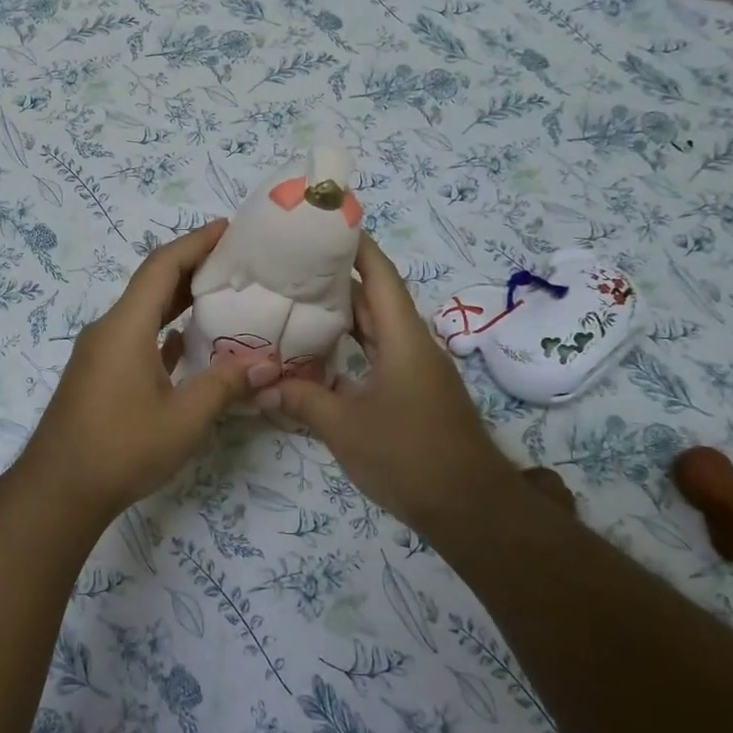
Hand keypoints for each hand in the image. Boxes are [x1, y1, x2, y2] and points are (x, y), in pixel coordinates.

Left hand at [11, 221, 276, 518]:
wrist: (59, 490)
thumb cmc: (121, 449)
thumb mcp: (184, 419)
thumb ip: (225, 385)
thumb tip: (267, 364)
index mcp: (125, 327)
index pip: (162, 267)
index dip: (195, 243)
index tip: (228, 228)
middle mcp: (109, 330)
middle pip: (152, 284)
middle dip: (192, 267)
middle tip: (236, 261)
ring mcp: (101, 353)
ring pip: (144, 312)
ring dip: (179, 300)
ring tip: (221, 295)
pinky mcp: (100, 375)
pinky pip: (136, 338)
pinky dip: (164, 331)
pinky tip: (188, 341)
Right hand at [257, 233, 521, 526]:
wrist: (469, 507)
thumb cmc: (408, 456)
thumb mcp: (345, 428)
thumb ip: (303, 401)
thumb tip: (264, 386)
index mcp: (403, 339)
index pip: (381, 276)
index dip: (357, 247)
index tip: (326, 225)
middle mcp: (413, 345)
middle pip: (376, 299)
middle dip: (338, 279)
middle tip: (292, 265)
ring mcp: (416, 370)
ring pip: (376, 328)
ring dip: (344, 315)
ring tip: (298, 301)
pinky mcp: (415, 393)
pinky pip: (378, 355)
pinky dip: (351, 347)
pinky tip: (320, 354)